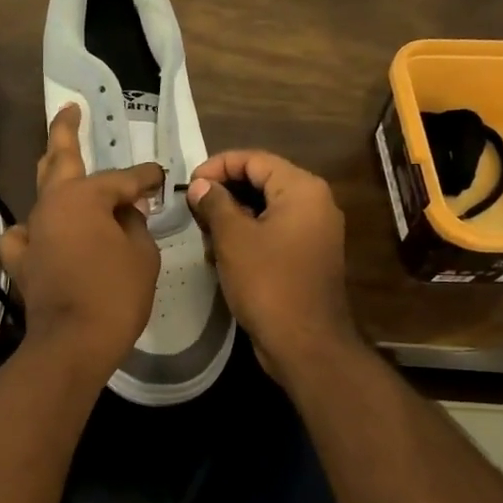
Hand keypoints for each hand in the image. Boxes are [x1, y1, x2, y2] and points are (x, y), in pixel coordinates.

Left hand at [0, 105, 162, 380]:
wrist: (73, 343)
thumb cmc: (116, 294)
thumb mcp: (142, 255)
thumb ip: (136, 225)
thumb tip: (126, 214)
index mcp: (84, 197)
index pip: (123, 179)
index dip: (146, 178)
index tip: (161, 178)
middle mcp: (52, 205)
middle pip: (58, 159)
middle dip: (66, 130)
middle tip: (70, 109)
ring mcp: (31, 231)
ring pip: (41, 193)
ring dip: (54, 177)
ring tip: (61, 165)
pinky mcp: (21, 260)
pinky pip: (23, 234)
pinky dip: (33, 229)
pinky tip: (41, 230)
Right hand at [186, 150, 355, 378]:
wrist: (304, 343)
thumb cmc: (268, 283)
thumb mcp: (233, 238)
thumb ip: (215, 203)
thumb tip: (200, 186)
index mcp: (302, 189)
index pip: (254, 159)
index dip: (217, 166)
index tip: (188, 185)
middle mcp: (314, 203)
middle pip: (261, 181)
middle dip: (224, 192)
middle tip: (192, 208)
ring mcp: (313, 231)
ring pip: (265, 208)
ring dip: (232, 216)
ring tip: (203, 233)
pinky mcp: (306, 255)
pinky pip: (273, 231)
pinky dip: (247, 235)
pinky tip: (221, 254)